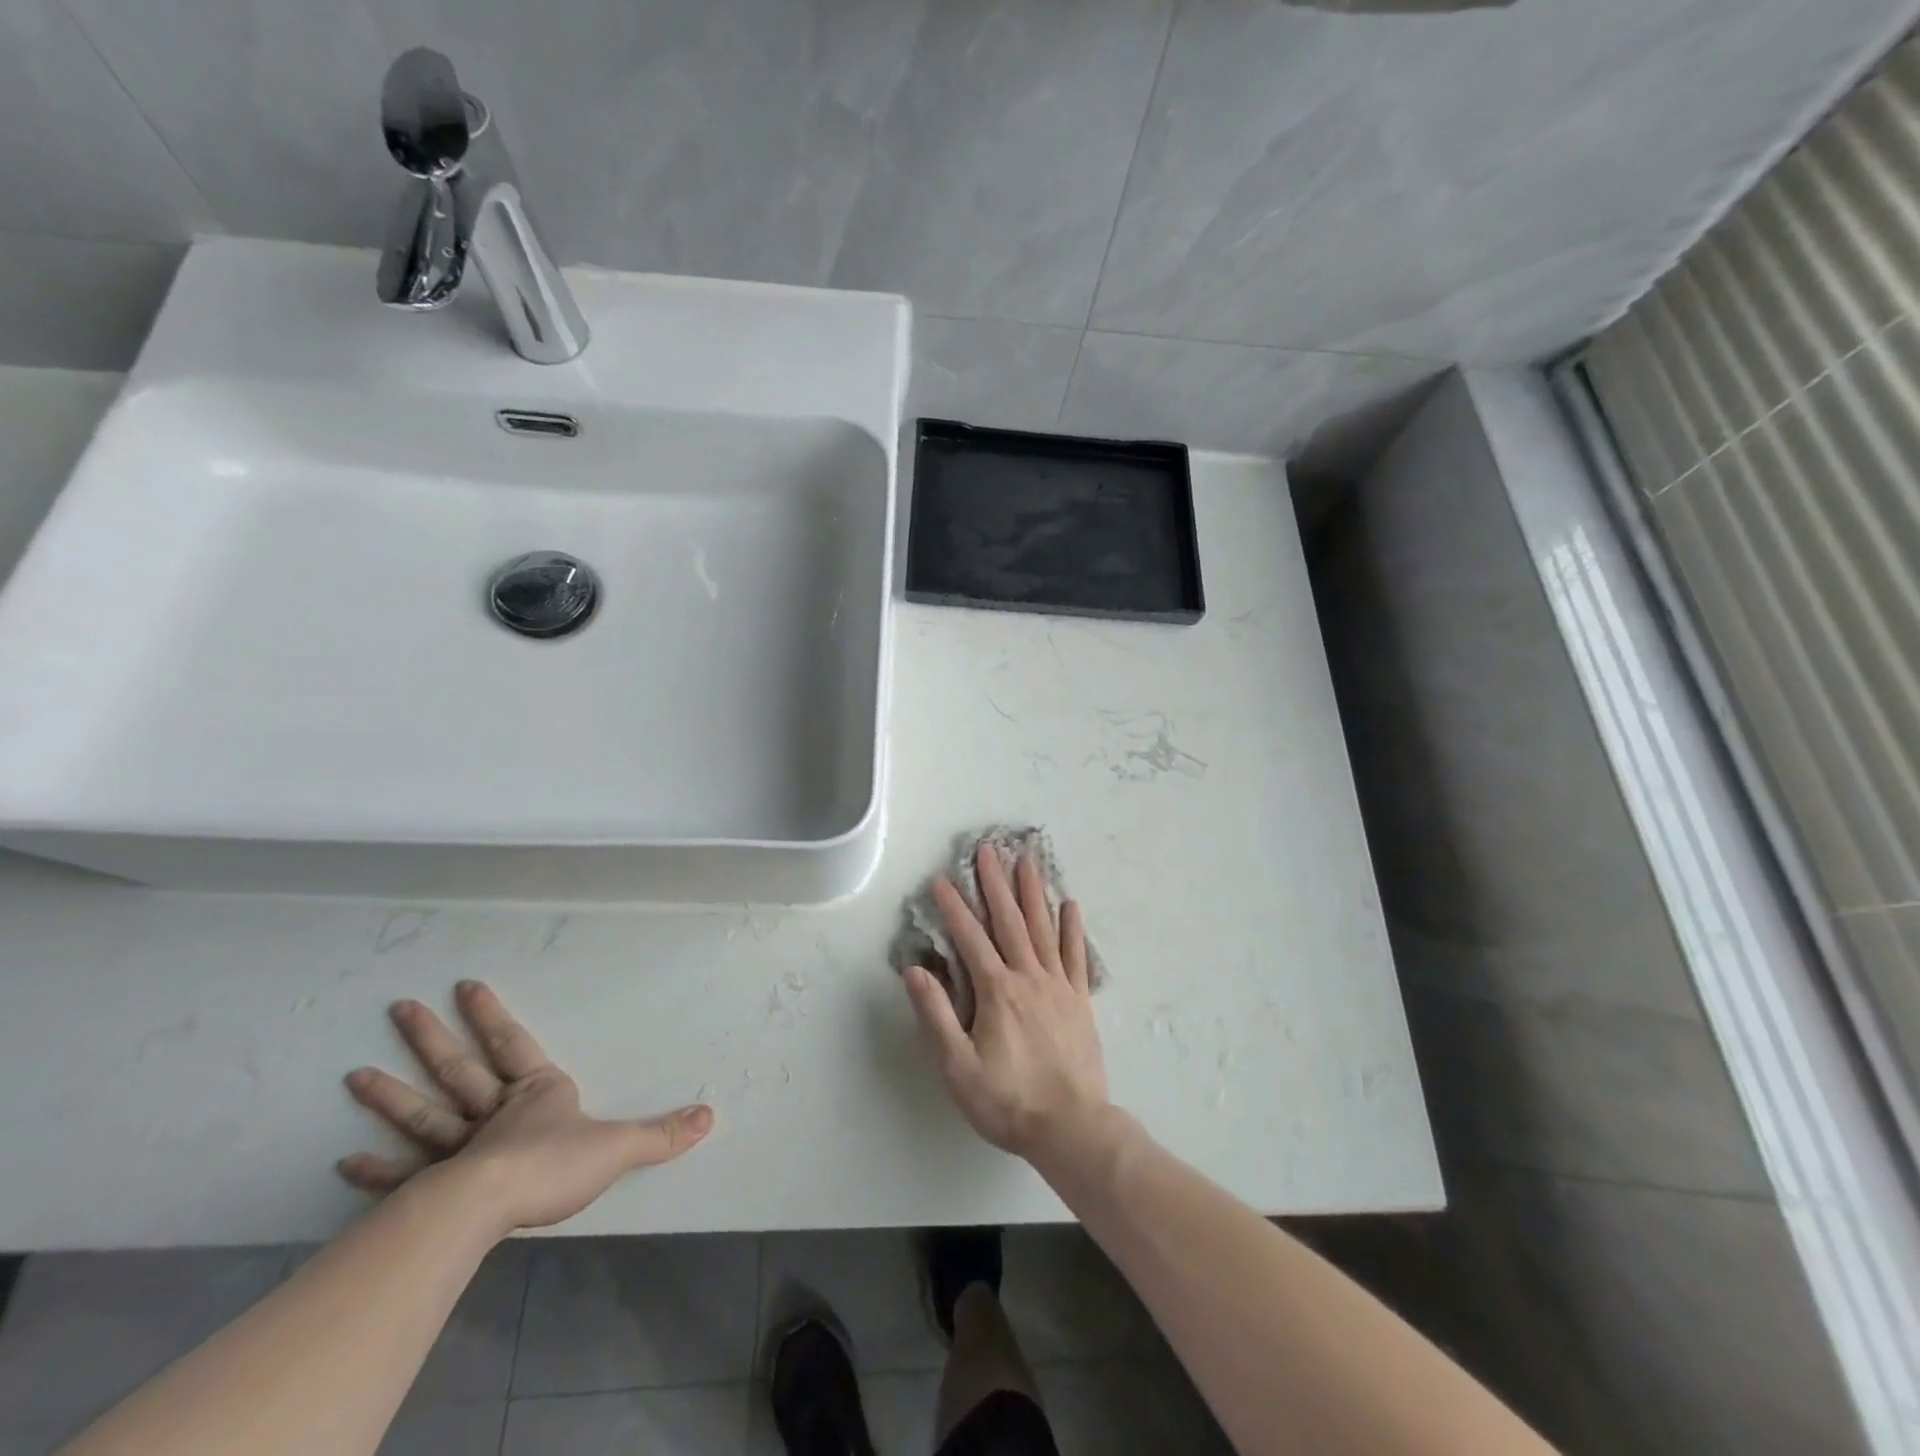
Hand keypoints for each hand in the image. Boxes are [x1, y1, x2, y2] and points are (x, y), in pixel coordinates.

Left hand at [339, 980, 712, 1234]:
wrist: (492, 1206)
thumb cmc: (554, 1164)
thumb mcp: (620, 1146)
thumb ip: (662, 1133)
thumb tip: (711, 1116)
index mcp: (536, 1094)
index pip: (513, 1044)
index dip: (491, 1016)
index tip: (465, 985)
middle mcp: (493, 1112)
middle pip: (459, 1069)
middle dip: (433, 1038)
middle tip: (400, 1008)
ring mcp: (458, 1148)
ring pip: (423, 1112)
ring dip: (390, 1094)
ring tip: (355, 1074)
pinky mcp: (433, 1186)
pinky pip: (402, 1173)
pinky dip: (375, 1168)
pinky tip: (344, 1161)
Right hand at [903, 846, 1109, 1163]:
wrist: (1072, 1128)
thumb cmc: (1008, 1101)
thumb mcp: (958, 1068)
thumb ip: (935, 1016)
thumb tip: (915, 970)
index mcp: (997, 991)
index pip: (970, 938)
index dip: (953, 907)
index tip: (940, 879)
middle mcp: (1028, 977)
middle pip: (1009, 920)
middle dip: (996, 883)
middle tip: (989, 849)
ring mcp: (1058, 985)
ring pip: (1043, 928)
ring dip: (1032, 892)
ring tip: (1027, 860)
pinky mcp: (1079, 999)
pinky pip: (1076, 955)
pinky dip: (1072, 928)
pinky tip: (1070, 904)